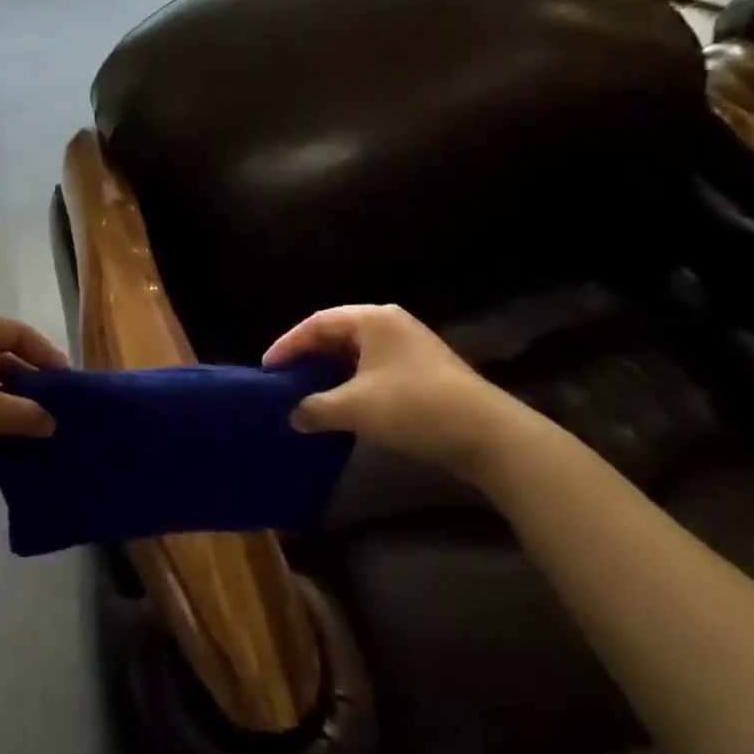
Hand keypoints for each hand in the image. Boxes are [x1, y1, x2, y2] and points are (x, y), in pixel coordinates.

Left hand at [0, 317, 66, 478]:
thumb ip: (26, 412)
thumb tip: (51, 422)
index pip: (17, 331)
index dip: (45, 353)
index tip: (64, 382)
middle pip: (0, 355)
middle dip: (27, 381)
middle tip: (51, 407)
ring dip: (6, 402)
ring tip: (31, 427)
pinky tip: (0, 440)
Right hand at [264, 304, 524, 479]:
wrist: (487, 434)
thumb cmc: (413, 407)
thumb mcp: (356, 408)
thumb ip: (316, 407)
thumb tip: (292, 415)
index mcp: (372, 319)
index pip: (317, 323)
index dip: (288, 345)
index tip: (266, 369)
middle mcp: (390, 324)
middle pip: (337, 334)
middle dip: (308, 357)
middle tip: (283, 380)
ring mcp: (409, 346)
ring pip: (356, 353)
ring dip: (330, 373)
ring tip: (305, 393)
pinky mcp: (422, 370)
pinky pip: (373, 368)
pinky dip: (352, 383)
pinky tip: (341, 404)